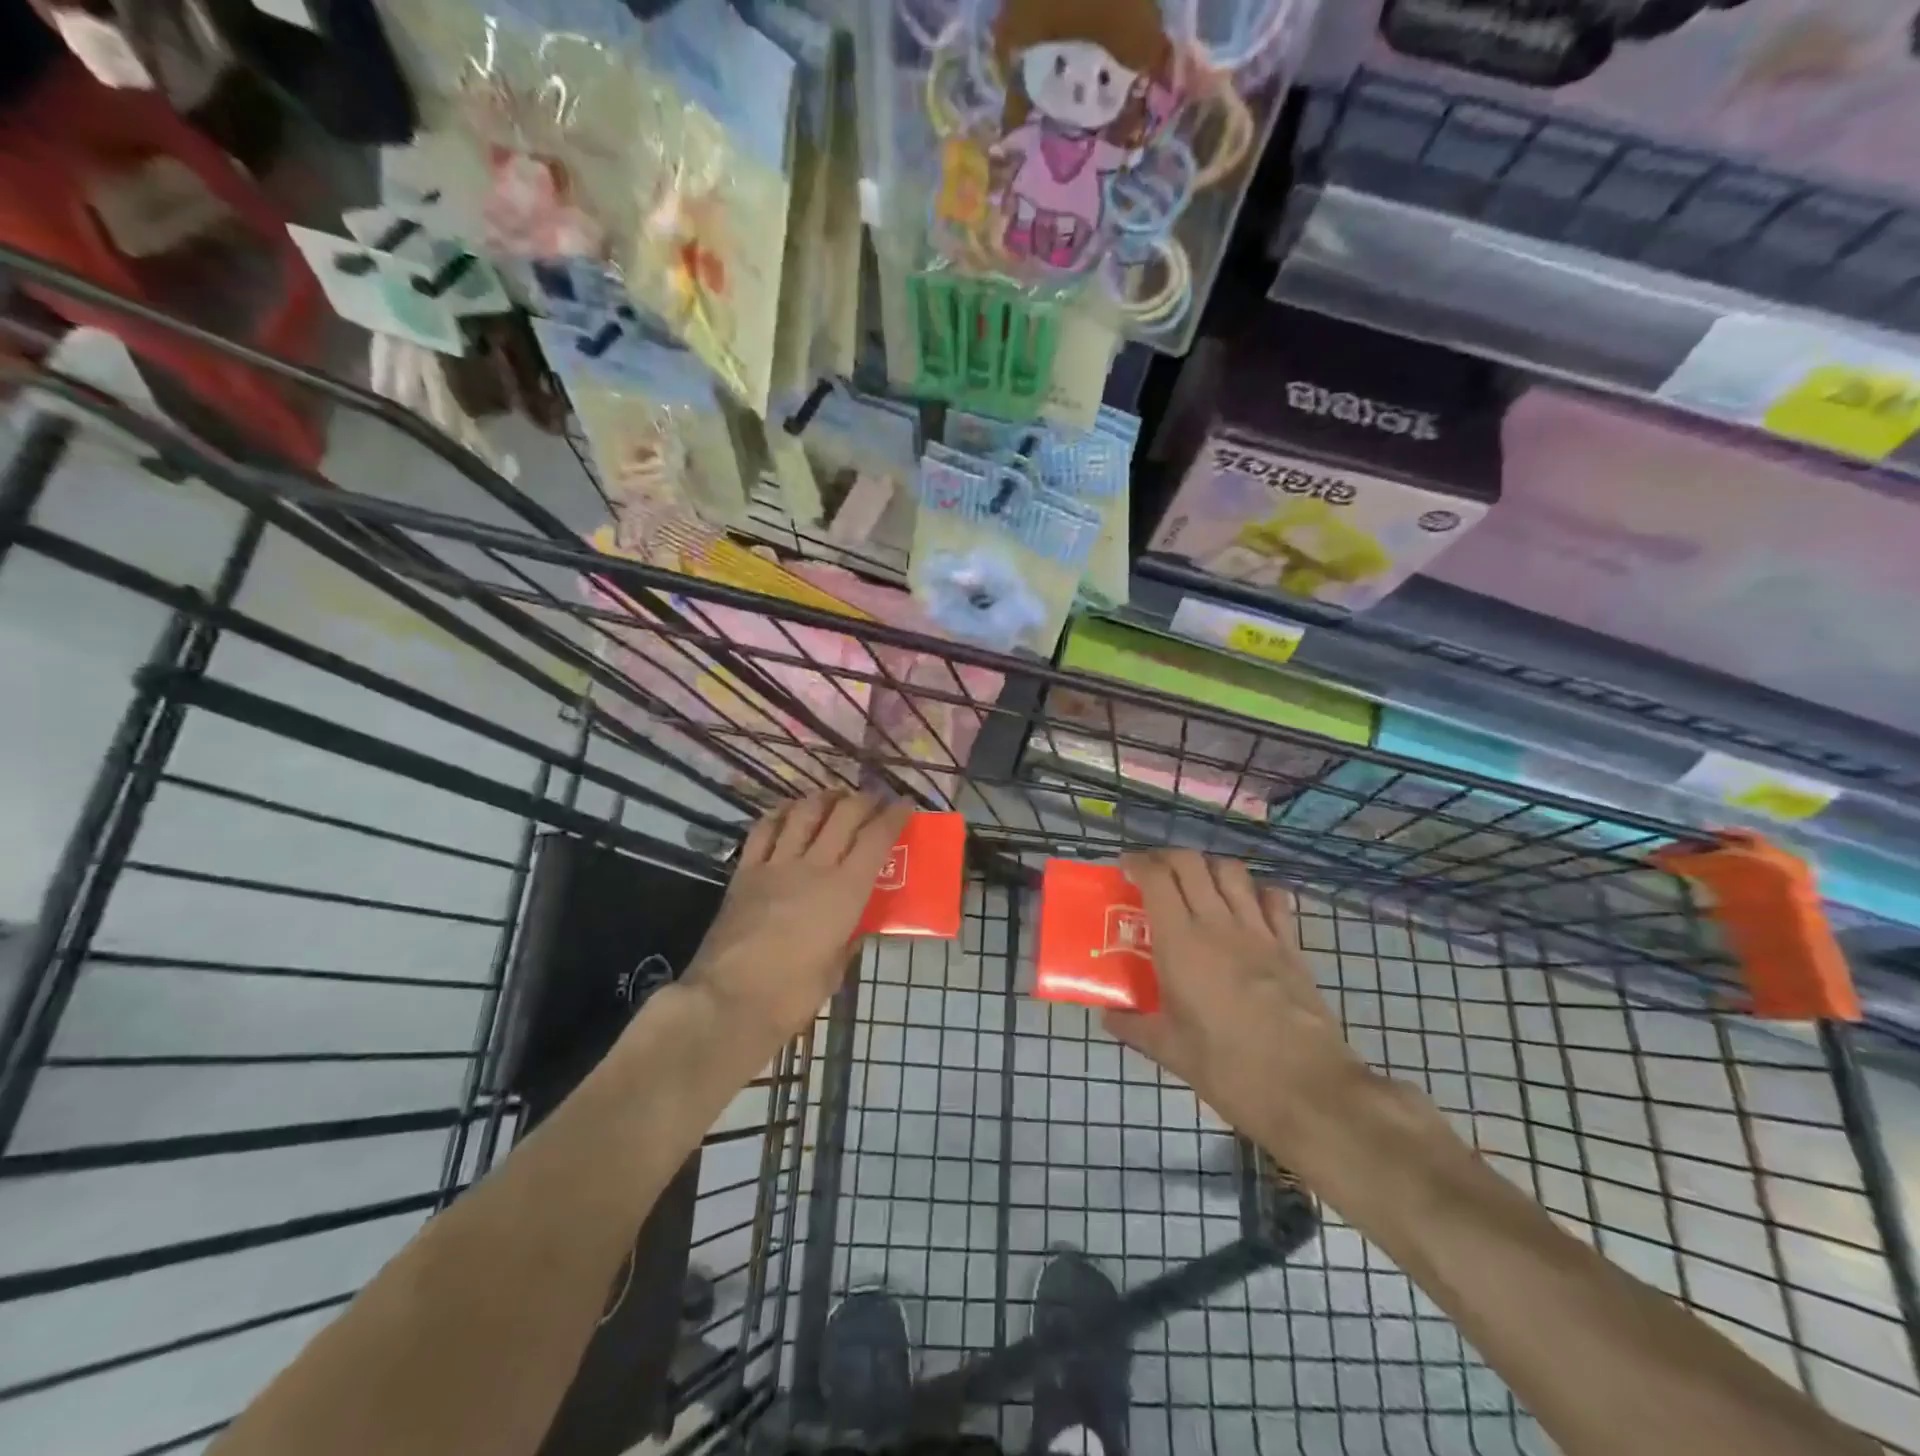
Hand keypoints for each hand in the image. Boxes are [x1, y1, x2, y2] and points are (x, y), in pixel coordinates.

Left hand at [682, 790, 912, 1062]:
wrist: (729, 1001)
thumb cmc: (792, 994)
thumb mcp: (835, 969)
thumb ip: (848, 939)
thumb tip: (854, 926)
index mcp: (845, 891)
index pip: (877, 838)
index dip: (894, 816)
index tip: (903, 806)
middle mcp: (814, 866)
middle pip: (844, 814)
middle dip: (864, 800)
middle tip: (874, 800)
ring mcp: (777, 865)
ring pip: (804, 812)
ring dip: (824, 798)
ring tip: (834, 798)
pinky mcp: (745, 871)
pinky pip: (764, 829)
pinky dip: (780, 814)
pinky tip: (788, 812)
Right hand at [1103, 851, 1368, 1156]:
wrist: (1308, 1090)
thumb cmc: (1228, 1069)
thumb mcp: (1170, 1051)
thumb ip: (1135, 1027)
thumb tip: (1108, 1017)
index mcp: (1180, 943)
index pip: (1157, 878)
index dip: (1138, 863)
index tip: (1125, 868)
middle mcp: (1218, 923)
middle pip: (1192, 862)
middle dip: (1168, 857)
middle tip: (1155, 874)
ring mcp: (1259, 931)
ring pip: (1232, 871)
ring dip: (1209, 867)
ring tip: (1198, 884)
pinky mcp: (1291, 946)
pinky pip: (1274, 899)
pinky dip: (1256, 891)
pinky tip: (1247, 906)